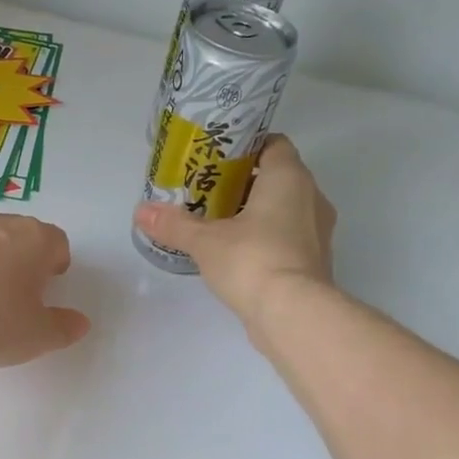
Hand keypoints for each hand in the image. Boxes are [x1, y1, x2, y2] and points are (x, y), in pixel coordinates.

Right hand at [132, 134, 336, 324]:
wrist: (293, 314)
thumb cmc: (252, 260)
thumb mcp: (205, 241)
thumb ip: (174, 224)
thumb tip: (141, 212)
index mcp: (289, 178)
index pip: (274, 144)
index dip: (246, 147)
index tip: (218, 160)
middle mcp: (311, 198)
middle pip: (277, 178)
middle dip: (244, 184)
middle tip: (208, 193)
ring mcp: (318, 232)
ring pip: (285, 209)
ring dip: (257, 213)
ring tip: (219, 224)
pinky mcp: (315, 262)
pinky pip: (289, 238)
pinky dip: (267, 239)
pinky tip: (238, 254)